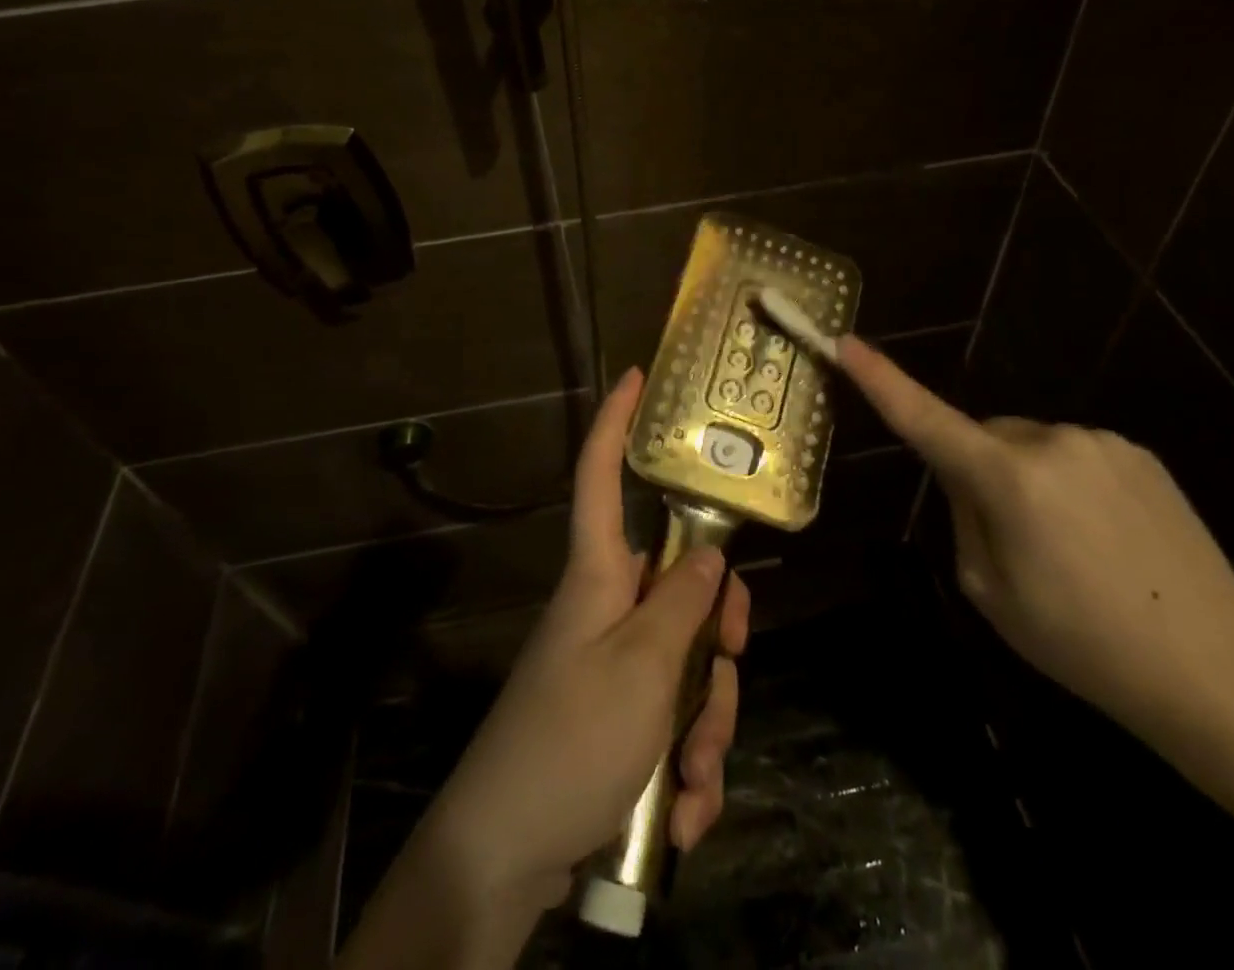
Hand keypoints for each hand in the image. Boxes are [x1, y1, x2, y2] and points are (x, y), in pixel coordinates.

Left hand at [389, 367, 750, 939]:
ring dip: (706, 728)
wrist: (505, 856)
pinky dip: (688, 771)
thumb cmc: (570, 738)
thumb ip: (684, 603)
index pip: (599, 476)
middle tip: (728, 669)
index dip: (614, 422)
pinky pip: (674, 721)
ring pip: (690, 663)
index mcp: (600, 574)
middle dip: (718, 639)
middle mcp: (611, 608)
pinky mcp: (622, 719)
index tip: (633, 376)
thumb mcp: (642, 667)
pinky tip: (680, 817)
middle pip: (683, 586)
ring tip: (691, 786)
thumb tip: (710, 552)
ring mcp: (617, 665)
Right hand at [838, 336, 1233, 733]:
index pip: (925, 419)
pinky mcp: (1138, 453)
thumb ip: (965, 518)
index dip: (881, 380)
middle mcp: (1051, 441)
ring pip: (1031, 446)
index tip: (846, 342)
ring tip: (1069, 549)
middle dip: (980, 469)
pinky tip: (1105, 538)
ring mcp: (1100, 442)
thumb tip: (970, 480)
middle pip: (985, 437)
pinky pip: (1075, 455)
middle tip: (1012, 542)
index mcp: (1008, 479)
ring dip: (1028, 478)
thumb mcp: (991, 591)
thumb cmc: (1084, 643)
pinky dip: (1069, 483)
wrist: (1219, 667)